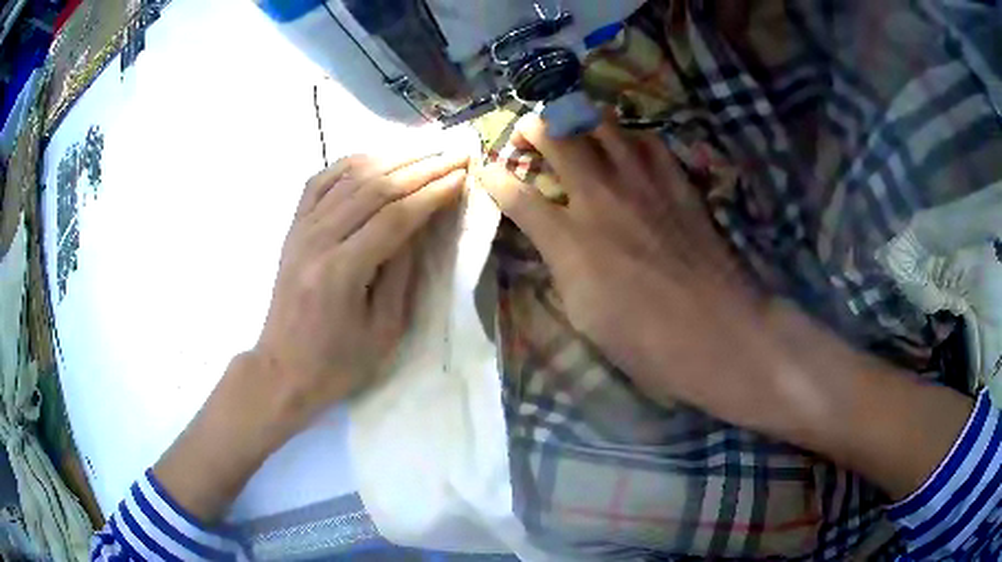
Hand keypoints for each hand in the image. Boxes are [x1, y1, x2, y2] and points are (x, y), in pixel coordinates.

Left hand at [155, 152, 467, 521]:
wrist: (282, 369)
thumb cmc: (337, 363)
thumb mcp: (384, 330)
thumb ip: (402, 272)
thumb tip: (422, 224)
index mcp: (341, 272)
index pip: (396, 216)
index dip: (433, 191)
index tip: (462, 173)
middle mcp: (317, 240)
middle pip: (375, 187)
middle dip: (422, 165)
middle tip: (454, 150)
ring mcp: (300, 229)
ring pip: (350, 177)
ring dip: (392, 157)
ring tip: (427, 145)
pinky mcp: (293, 228)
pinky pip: (320, 181)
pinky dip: (350, 163)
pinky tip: (375, 156)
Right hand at [478, 113, 775, 417]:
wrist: (715, 332)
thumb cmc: (644, 340)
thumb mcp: (583, 314)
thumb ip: (562, 267)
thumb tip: (555, 241)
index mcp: (569, 239)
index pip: (516, 195)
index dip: (493, 178)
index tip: (485, 170)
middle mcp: (601, 198)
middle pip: (558, 138)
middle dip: (532, 128)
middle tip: (526, 132)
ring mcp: (643, 185)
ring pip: (604, 126)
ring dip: (580, 118)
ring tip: (572, 122)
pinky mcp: (678, 185)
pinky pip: (650, 142)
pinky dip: (631, 136)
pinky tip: (628, 144)